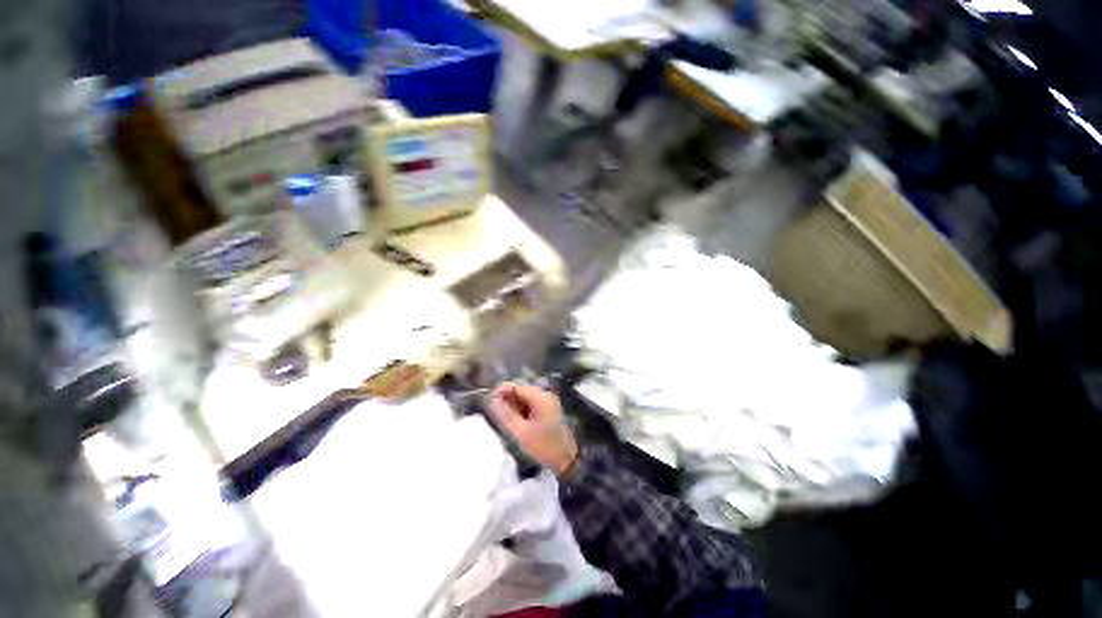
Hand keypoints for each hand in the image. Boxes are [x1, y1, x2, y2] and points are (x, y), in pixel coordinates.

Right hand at [489, 383, 578, 475]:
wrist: (566, 461)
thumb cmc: (543, 447)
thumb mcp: (521, 433)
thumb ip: (505, 415)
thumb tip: (492, 400)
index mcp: (541, 397)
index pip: (516, 386)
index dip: (500, 391)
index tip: (488, 402)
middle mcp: (545, 395)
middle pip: (520, 390)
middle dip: (506, 399)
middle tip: (494, 413)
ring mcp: (547, 402)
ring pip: (524, 398)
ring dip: (512, 405)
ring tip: (503, 419)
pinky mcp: (547, 410)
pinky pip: (529, 404)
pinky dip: (520, 410)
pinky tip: (514, 422)